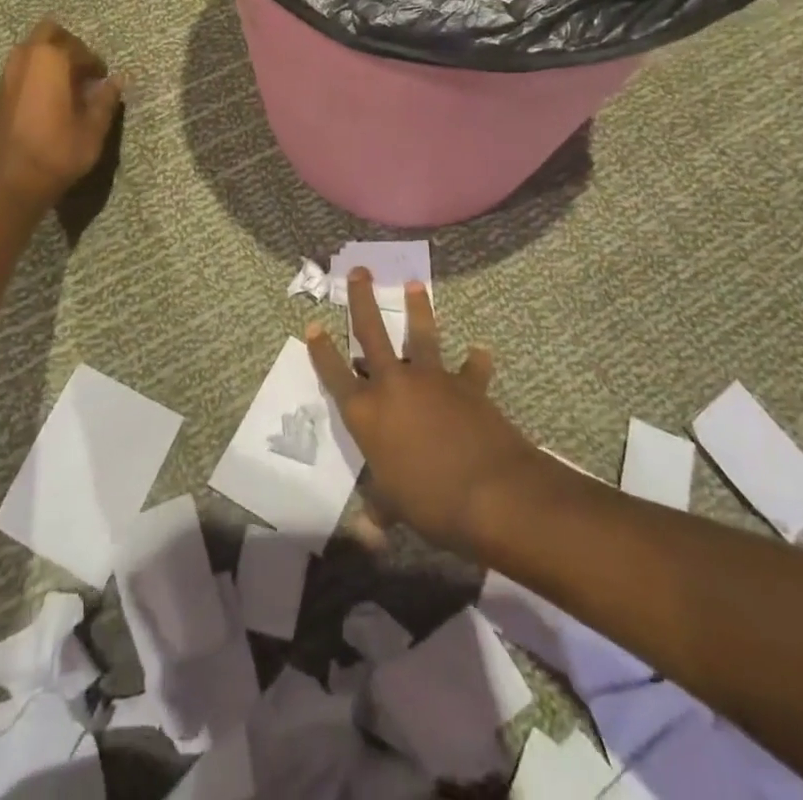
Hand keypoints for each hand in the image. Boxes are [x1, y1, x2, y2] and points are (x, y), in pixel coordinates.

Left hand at [0, 20, 124, 215]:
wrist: (11, 184)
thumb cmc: (57, 153)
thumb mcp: (93, 129)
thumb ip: (105, 100)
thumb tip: (117, 81)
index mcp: (50, 61)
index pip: (78, 47)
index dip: (94, 62)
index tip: (103, 79)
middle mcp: (24, 60)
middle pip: (48, 33)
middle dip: (69, 46)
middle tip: (84, 71)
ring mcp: (6, 76)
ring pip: (30, 49)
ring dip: (50, 58)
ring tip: (67, 86)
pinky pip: (20, 68)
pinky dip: (36, 73)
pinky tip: (48, 101)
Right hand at [307, 270, 540, 554]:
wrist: (489, 492)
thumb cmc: (429, 503)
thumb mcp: (395, 508)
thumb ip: (379, 511)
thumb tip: (366, 532)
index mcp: (366, 413)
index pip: (335, 374)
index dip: (321, 350)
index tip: (312, 326)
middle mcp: (393, 384)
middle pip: (371, 332)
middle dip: (361, 300)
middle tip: (358, 270)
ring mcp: (431, 378)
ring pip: (421, 334)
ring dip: (418, 308)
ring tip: (414, 284)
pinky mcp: (466, 382)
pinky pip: (470, 367)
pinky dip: (475, 361)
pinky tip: (480, 352)